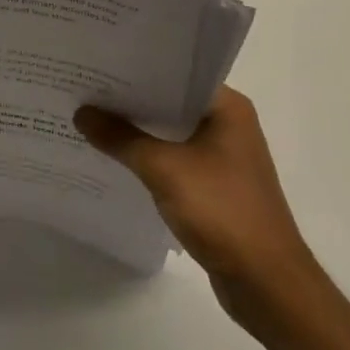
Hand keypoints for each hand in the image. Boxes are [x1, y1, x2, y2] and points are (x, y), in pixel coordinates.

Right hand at [75, 88, 311, 330]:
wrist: (268, 285)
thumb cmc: (222, 212)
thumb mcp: (164, 170)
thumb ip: (121, 139)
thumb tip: (81, 112)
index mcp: (227, 106)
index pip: (175, 73)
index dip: (136, 69)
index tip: (99, 63)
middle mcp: (228, 124)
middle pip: (170, 102)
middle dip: (131, 100)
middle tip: (85, 88)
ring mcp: (224, 157)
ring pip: (171, 133)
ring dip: (138, 132)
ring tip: (92, 119)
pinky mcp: (216, 186)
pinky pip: (175, 160)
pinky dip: (149, 158)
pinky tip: (116, 159)